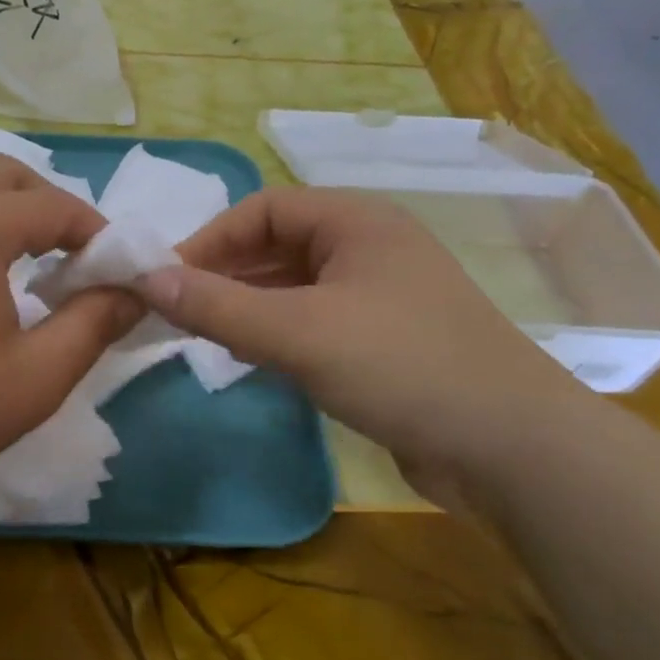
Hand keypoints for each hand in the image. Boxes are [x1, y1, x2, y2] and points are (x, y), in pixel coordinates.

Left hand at [0, 155, 144, 506]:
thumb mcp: (38, 375)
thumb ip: (94, 324)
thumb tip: (134, 292)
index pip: (53, 206)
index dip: (96, 232)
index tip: (119, 270)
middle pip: (5, 174)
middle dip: (50, 204)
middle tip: (75, 257)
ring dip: (4, 202)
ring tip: (28, 252)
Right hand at [138, 187, 583, 495]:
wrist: (513, 450)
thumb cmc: (401, 366)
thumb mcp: (297, 333)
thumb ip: (218, 306)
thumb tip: (145, 279)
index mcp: (356, 221)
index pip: (263, 209)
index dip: (210, 239)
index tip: (167, 279)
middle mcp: (369, 246)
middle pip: (278, 245)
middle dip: (226, 274)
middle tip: (179, 310)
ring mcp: (382, 295)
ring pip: (295, 286)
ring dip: (248, 305)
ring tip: (205, 335)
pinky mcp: (387, 339)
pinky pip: (316, 320)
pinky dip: (278, 333)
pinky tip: (254, 360)